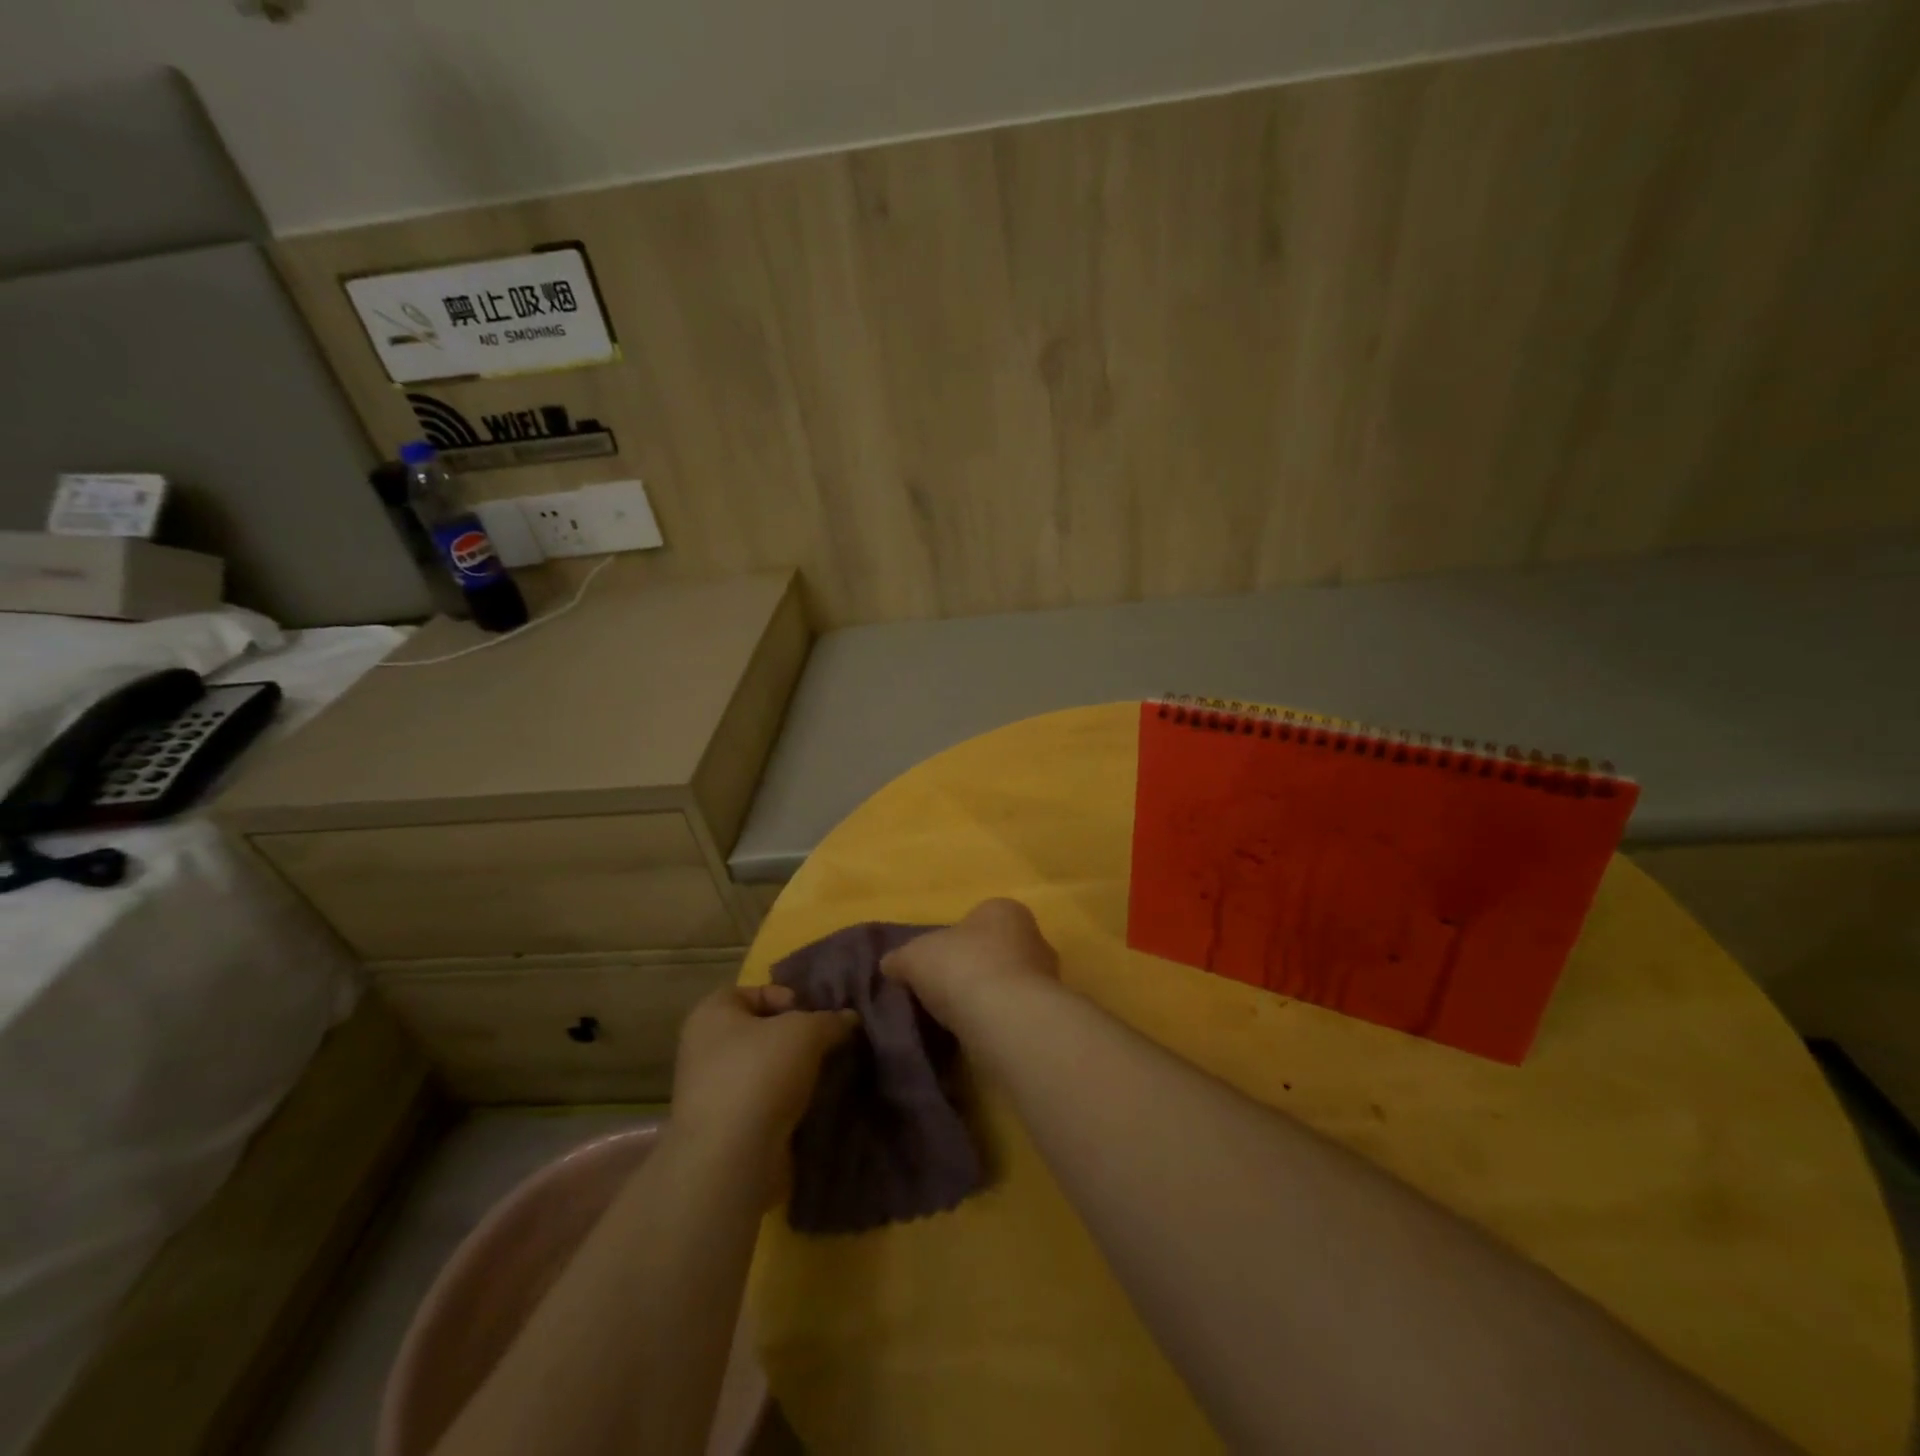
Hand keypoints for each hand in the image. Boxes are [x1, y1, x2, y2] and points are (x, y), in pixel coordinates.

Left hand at [672, 985, 855, 1159]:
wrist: (730, 1160)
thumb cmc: (760, 1074)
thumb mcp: (806, 1032)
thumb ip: (830, 1020)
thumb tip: (849, 1019)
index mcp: (711, 1015)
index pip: (753, 991)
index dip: (787, 997)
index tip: (814, 1017)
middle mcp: (704, 1050)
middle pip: (761, 1032)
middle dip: (796, 1039)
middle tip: (827, 1047)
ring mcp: (711, 1093)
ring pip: (764, 1071)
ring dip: (794, 1074)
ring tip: (825, 1079)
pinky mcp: (724, 1130)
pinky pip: (763, 1105)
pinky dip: (786, 1105)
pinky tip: (811, 1109)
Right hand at [882, 897, 1059, 1028]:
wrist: (1005, 1017)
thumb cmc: (961, 966)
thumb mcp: (914, 956)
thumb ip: (900, 958)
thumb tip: (889, 965)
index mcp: (1003, 910)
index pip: (977, 918)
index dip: (954, 939)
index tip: (934, 962)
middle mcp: (1032, 936)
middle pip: (996, 950)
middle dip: (973, 967)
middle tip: (943, 990)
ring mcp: (1045, 977)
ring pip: (1007, 982)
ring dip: (987, 998)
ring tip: (955, 1019)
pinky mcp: (1046, 1013)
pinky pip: (1014, 1013)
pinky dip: (996, 1022)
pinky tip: (975, 1036)